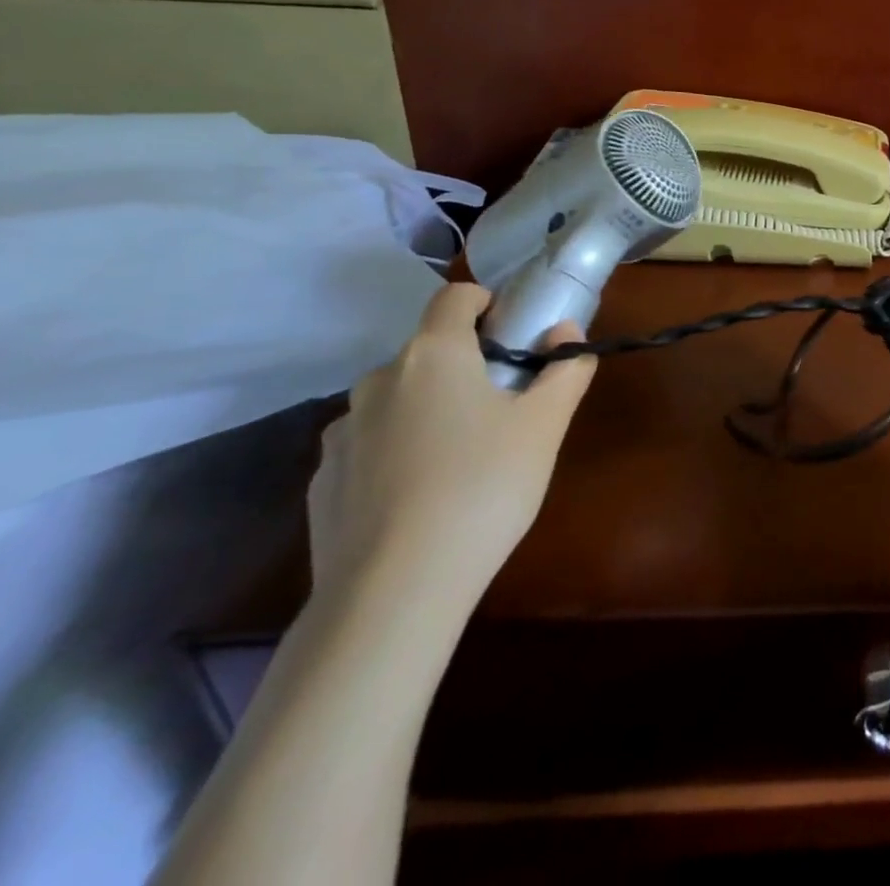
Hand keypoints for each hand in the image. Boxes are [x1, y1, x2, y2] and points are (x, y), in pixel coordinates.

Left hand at [307, 284, 595, 611]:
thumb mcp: (545, 425)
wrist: (393, 592)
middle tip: (502, 410)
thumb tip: (566, 333)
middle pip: (429, 352)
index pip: (456, 296)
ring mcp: (342, 432)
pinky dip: (396, 454)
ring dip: (428, 411)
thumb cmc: (484, 487)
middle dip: (465, 367)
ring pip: (397, 400)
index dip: (488, 304)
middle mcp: (379, 380)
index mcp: (434, 354)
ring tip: (460, 462)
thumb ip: (565, 369)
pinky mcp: (322, 481)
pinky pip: (370, 447)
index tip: (514, 337)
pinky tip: (419, 500)